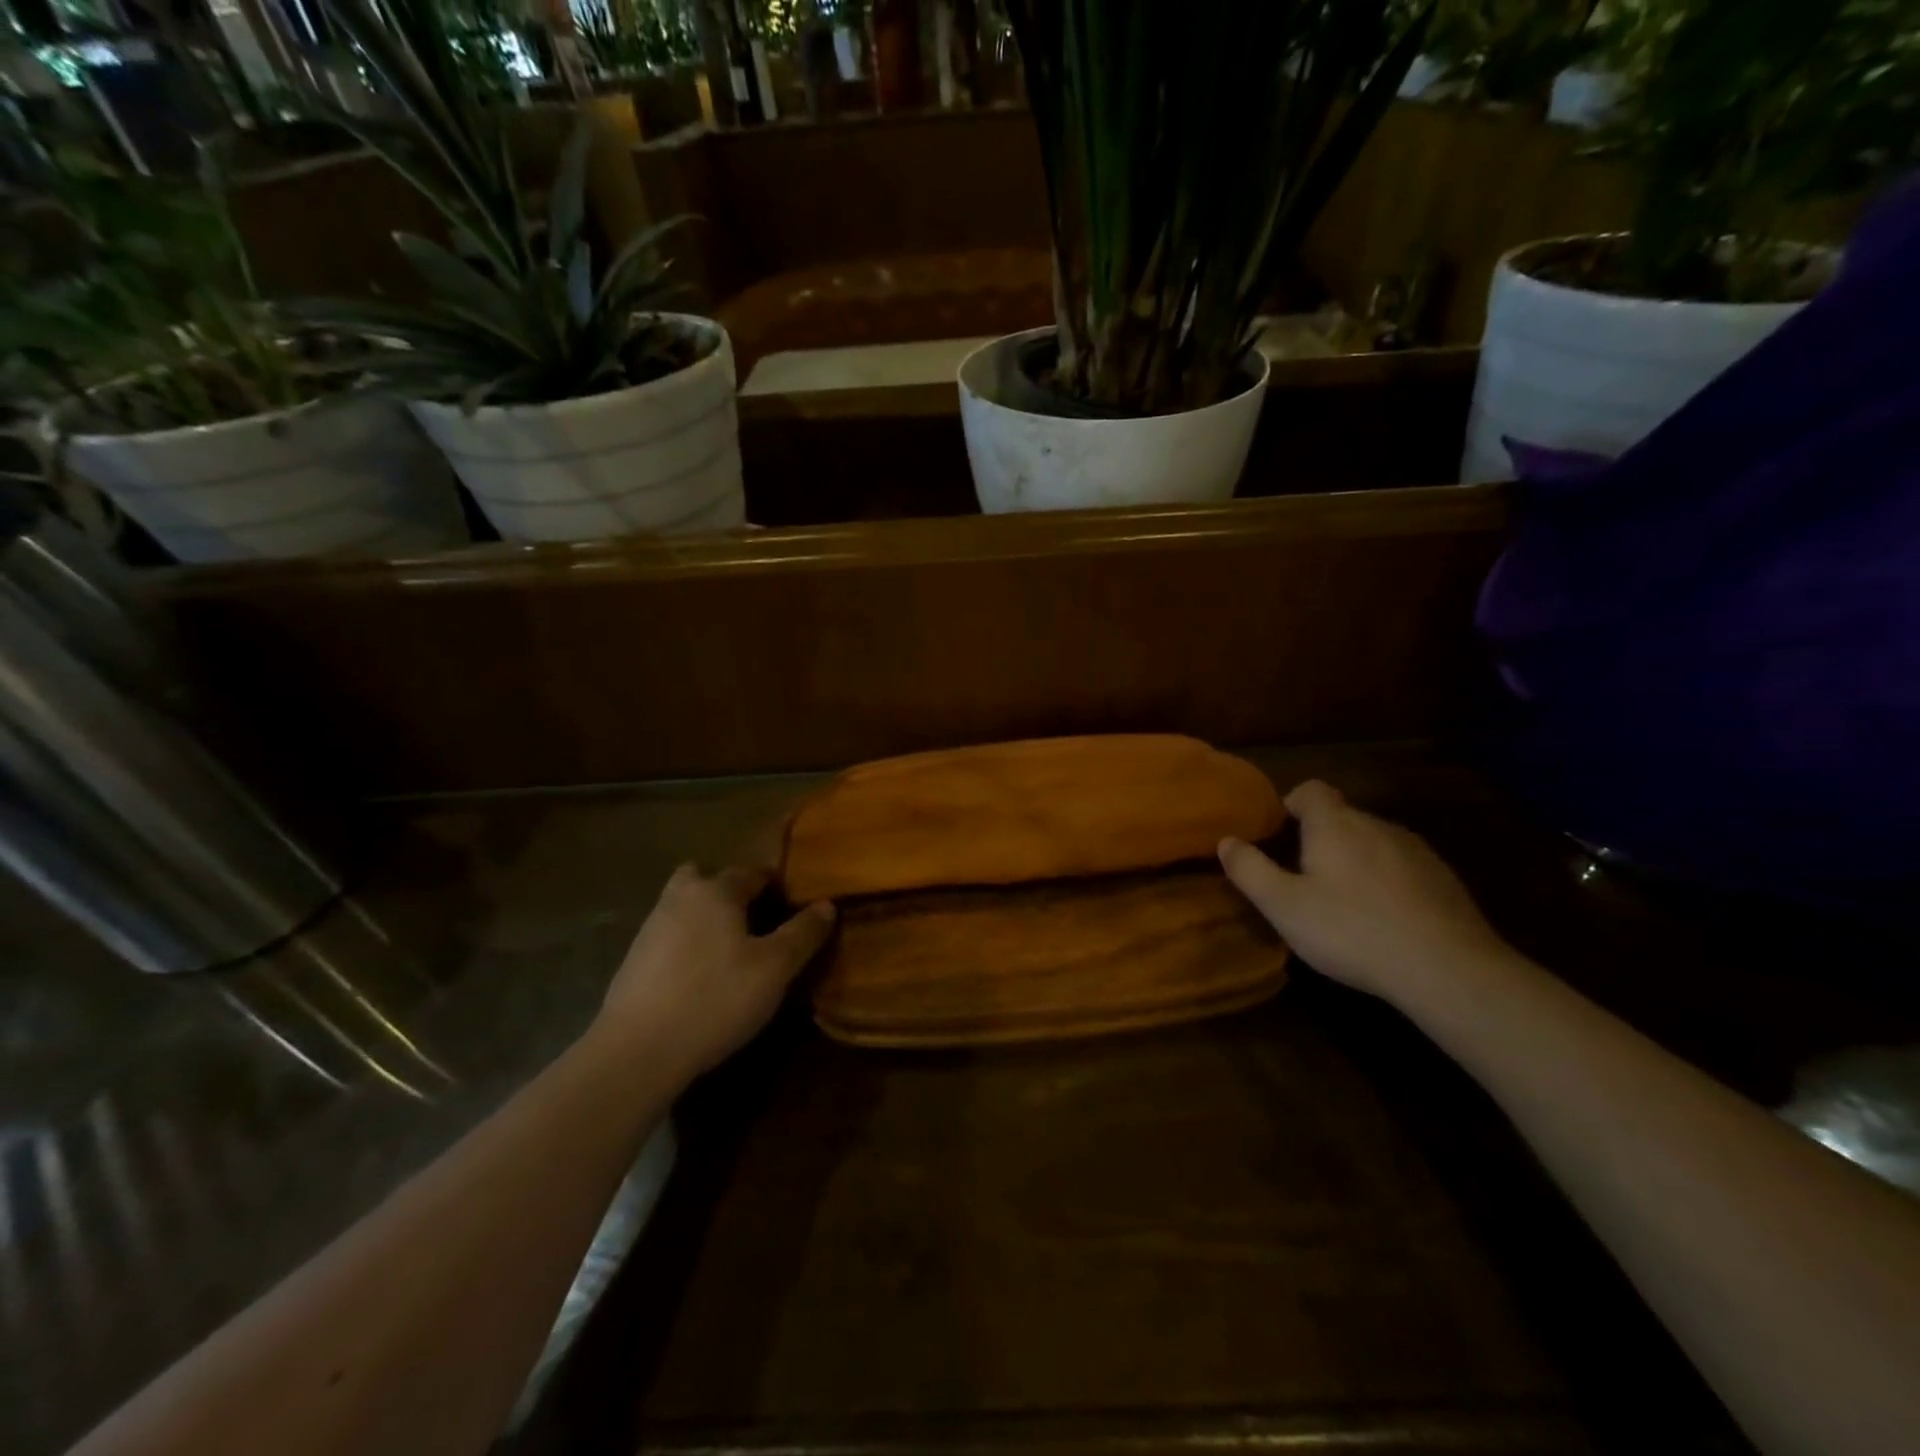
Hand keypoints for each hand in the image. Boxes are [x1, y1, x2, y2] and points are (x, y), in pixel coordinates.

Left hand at [594, 865, 834, 1078]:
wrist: (636, 1053)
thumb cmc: (715, 999)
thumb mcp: (775, 969)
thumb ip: (803, 933)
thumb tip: (826, 905)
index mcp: (715, 890)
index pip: (752, 873)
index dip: (776, 886)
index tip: (794, 907)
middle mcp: (679, 898)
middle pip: (705, 878)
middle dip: (728, 892)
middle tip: (753, 922)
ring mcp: (650, 929)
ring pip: (684, 907)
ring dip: (705, 919)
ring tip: (731, 954)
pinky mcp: (632, 962)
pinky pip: (669, 938)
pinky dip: (686, 946)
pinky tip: (700, 979)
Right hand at [1219, 780, 1515, 1009]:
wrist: (1448, 969)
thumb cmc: (1351, 930)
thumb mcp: (1283, 906)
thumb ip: (1249, 869)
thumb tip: (1226, 841)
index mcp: (1335, 824)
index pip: (1310, 790)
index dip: (1291, 805)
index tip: (1279, 835)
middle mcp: (1376, 825)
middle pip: (1342, 817)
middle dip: (1320, 838)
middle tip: (1303, 879)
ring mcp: (1416, 850)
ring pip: (1373, 842)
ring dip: (1355, 860)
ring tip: (1344, 903)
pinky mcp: (1445, 879)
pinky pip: (1403, 867)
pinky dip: (1387, 882)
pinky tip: (1384, 919)